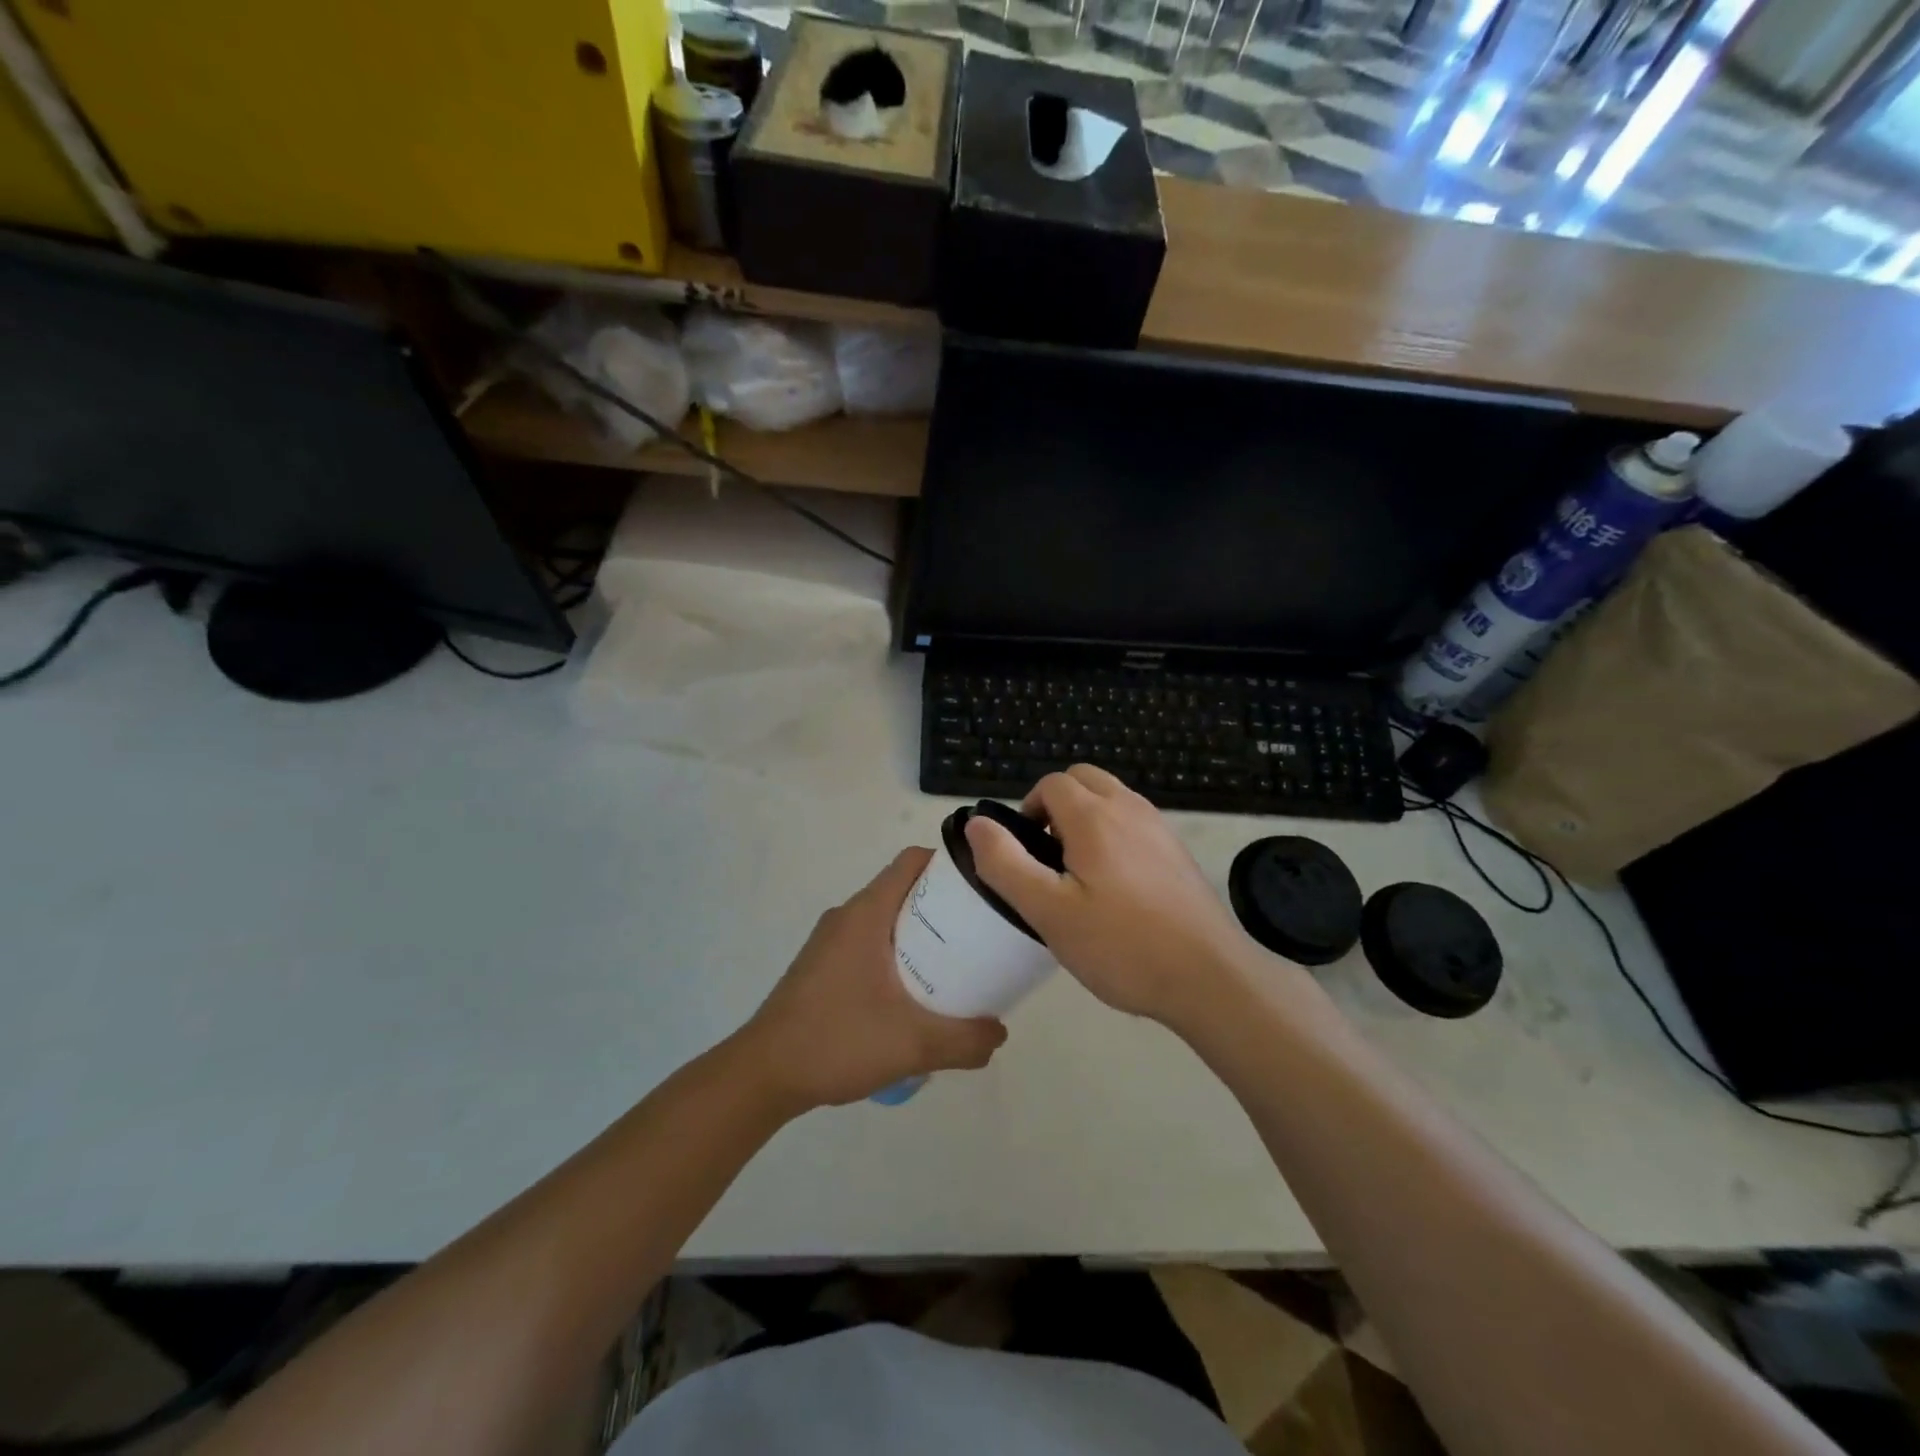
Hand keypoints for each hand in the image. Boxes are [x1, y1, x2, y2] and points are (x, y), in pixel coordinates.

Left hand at [740, 848, 1007, 1110]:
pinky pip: (868, 943)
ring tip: (953, 966)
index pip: (913, 861)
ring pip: (885, 919)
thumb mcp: (913, 1044)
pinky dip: (896, 954)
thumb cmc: (836, 1041)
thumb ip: (965, 1040)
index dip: (950, 865)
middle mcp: (847, 916)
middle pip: (903, 889)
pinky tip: (911, 996)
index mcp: (866, 913)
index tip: (983, 889)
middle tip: (979, 934)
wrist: (762, 1074)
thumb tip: (999, 1034)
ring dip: (920, 934)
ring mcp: (830, 941)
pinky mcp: (821, 965)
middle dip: (944, 906)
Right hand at [964, 766, 1254, 1026]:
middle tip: (1049, 858)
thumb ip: (1006, 863)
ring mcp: (1160, 829)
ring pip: (1112, 798)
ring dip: (1086, 818)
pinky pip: (1135, 823)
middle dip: (1057, 805)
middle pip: (1084, 779)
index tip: (1026, 855)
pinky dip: (1114, 834)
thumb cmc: (1121, 946)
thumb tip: (977, 823)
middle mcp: (1130, 810)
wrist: (1210, 978)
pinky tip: (1117, 888)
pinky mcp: (1177, 852)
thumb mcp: (1048, 912)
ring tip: (1080, 875)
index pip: (1052, 784)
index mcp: (1095, 817)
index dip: (1029, 810)